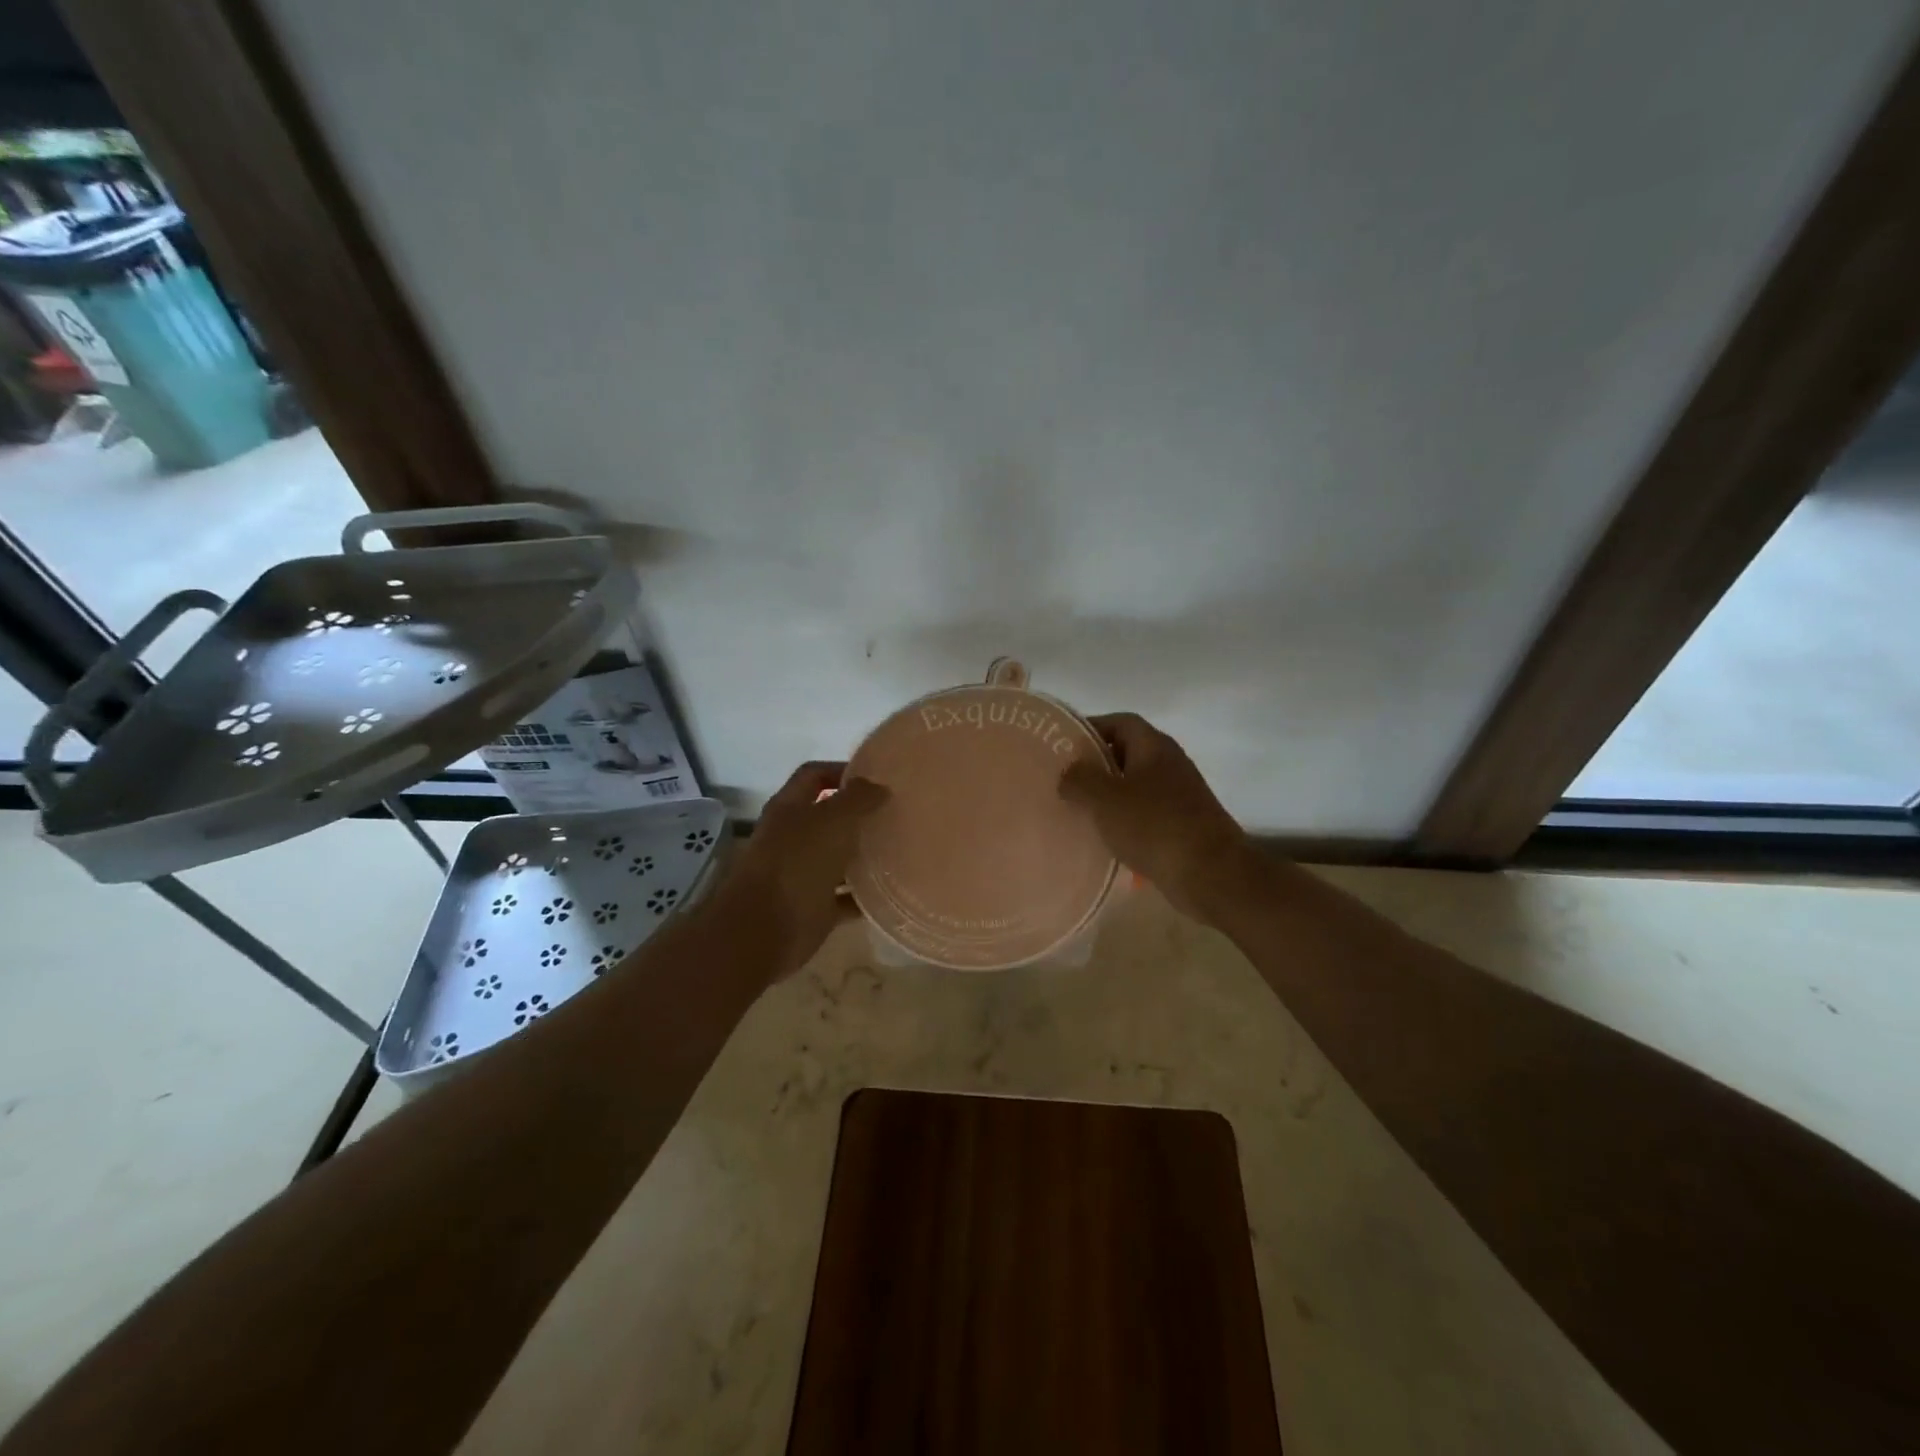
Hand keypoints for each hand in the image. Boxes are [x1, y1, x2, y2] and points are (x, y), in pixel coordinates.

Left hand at [718, 761, 887, 976]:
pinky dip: (864, 895)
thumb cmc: (796, 864)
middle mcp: (793, 837)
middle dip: (859, 814)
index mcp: (790, 809)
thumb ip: (857, 799)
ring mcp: (801, 874)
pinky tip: (890, 890)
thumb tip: (879, 786)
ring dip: (864, 854)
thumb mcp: (832, 821)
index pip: (814, 775)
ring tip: (900, 848)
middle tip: (895, 812)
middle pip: (828, 817)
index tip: (877, 777)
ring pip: (838, 857)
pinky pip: (845, 897)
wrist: (763, 930)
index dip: (842, 770)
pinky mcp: (813, 908)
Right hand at [1059, 713, 1248, 920]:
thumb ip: (1080, 779)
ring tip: (1077, 811)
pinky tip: (1104, 840)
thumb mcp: (1105, 798)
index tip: (1062, 746)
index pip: (1119, 722)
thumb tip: (1068, 773)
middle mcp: (1170, 764)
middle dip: (1095, 766)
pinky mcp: (1182, 826)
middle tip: (1064, 781)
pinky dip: (1124, 823)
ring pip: (1134, 787)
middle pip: (1126, 754)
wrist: (1211, 874)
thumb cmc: (1154, 826)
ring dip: (1108, 797)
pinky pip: (1145, 816)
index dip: (1090, 728)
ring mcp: (1179, 796)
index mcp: (1154, 747)